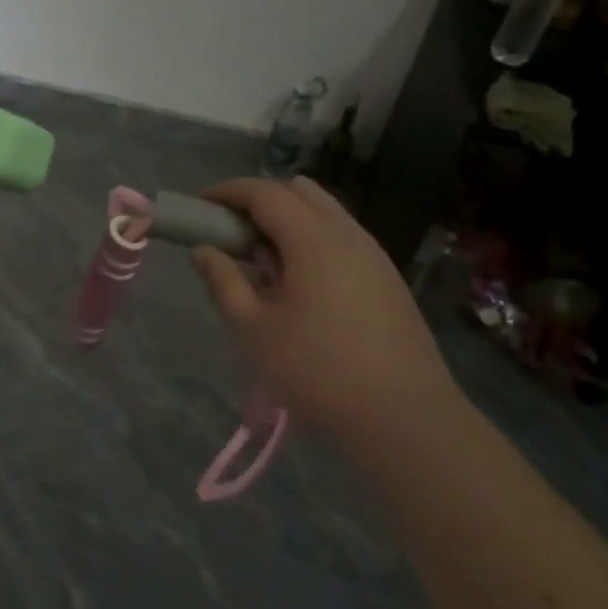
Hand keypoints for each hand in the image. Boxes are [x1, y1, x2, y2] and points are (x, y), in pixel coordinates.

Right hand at [193, 176, 460, 443]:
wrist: (406, 418)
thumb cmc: (319, 372)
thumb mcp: (255, 330)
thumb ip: (225, 282)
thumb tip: (204, 251)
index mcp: (313, 239)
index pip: (264, 192)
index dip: (228, 191)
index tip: (201, 205)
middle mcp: (347, 233)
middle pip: (298, 191)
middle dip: (260, 200)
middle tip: (234, 232)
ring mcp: (373, 253)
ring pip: (325, 211)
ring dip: (289, 219)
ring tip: (267, 262)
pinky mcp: (387, 276)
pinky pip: (343, 236)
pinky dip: (313, 239)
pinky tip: (303, 284)